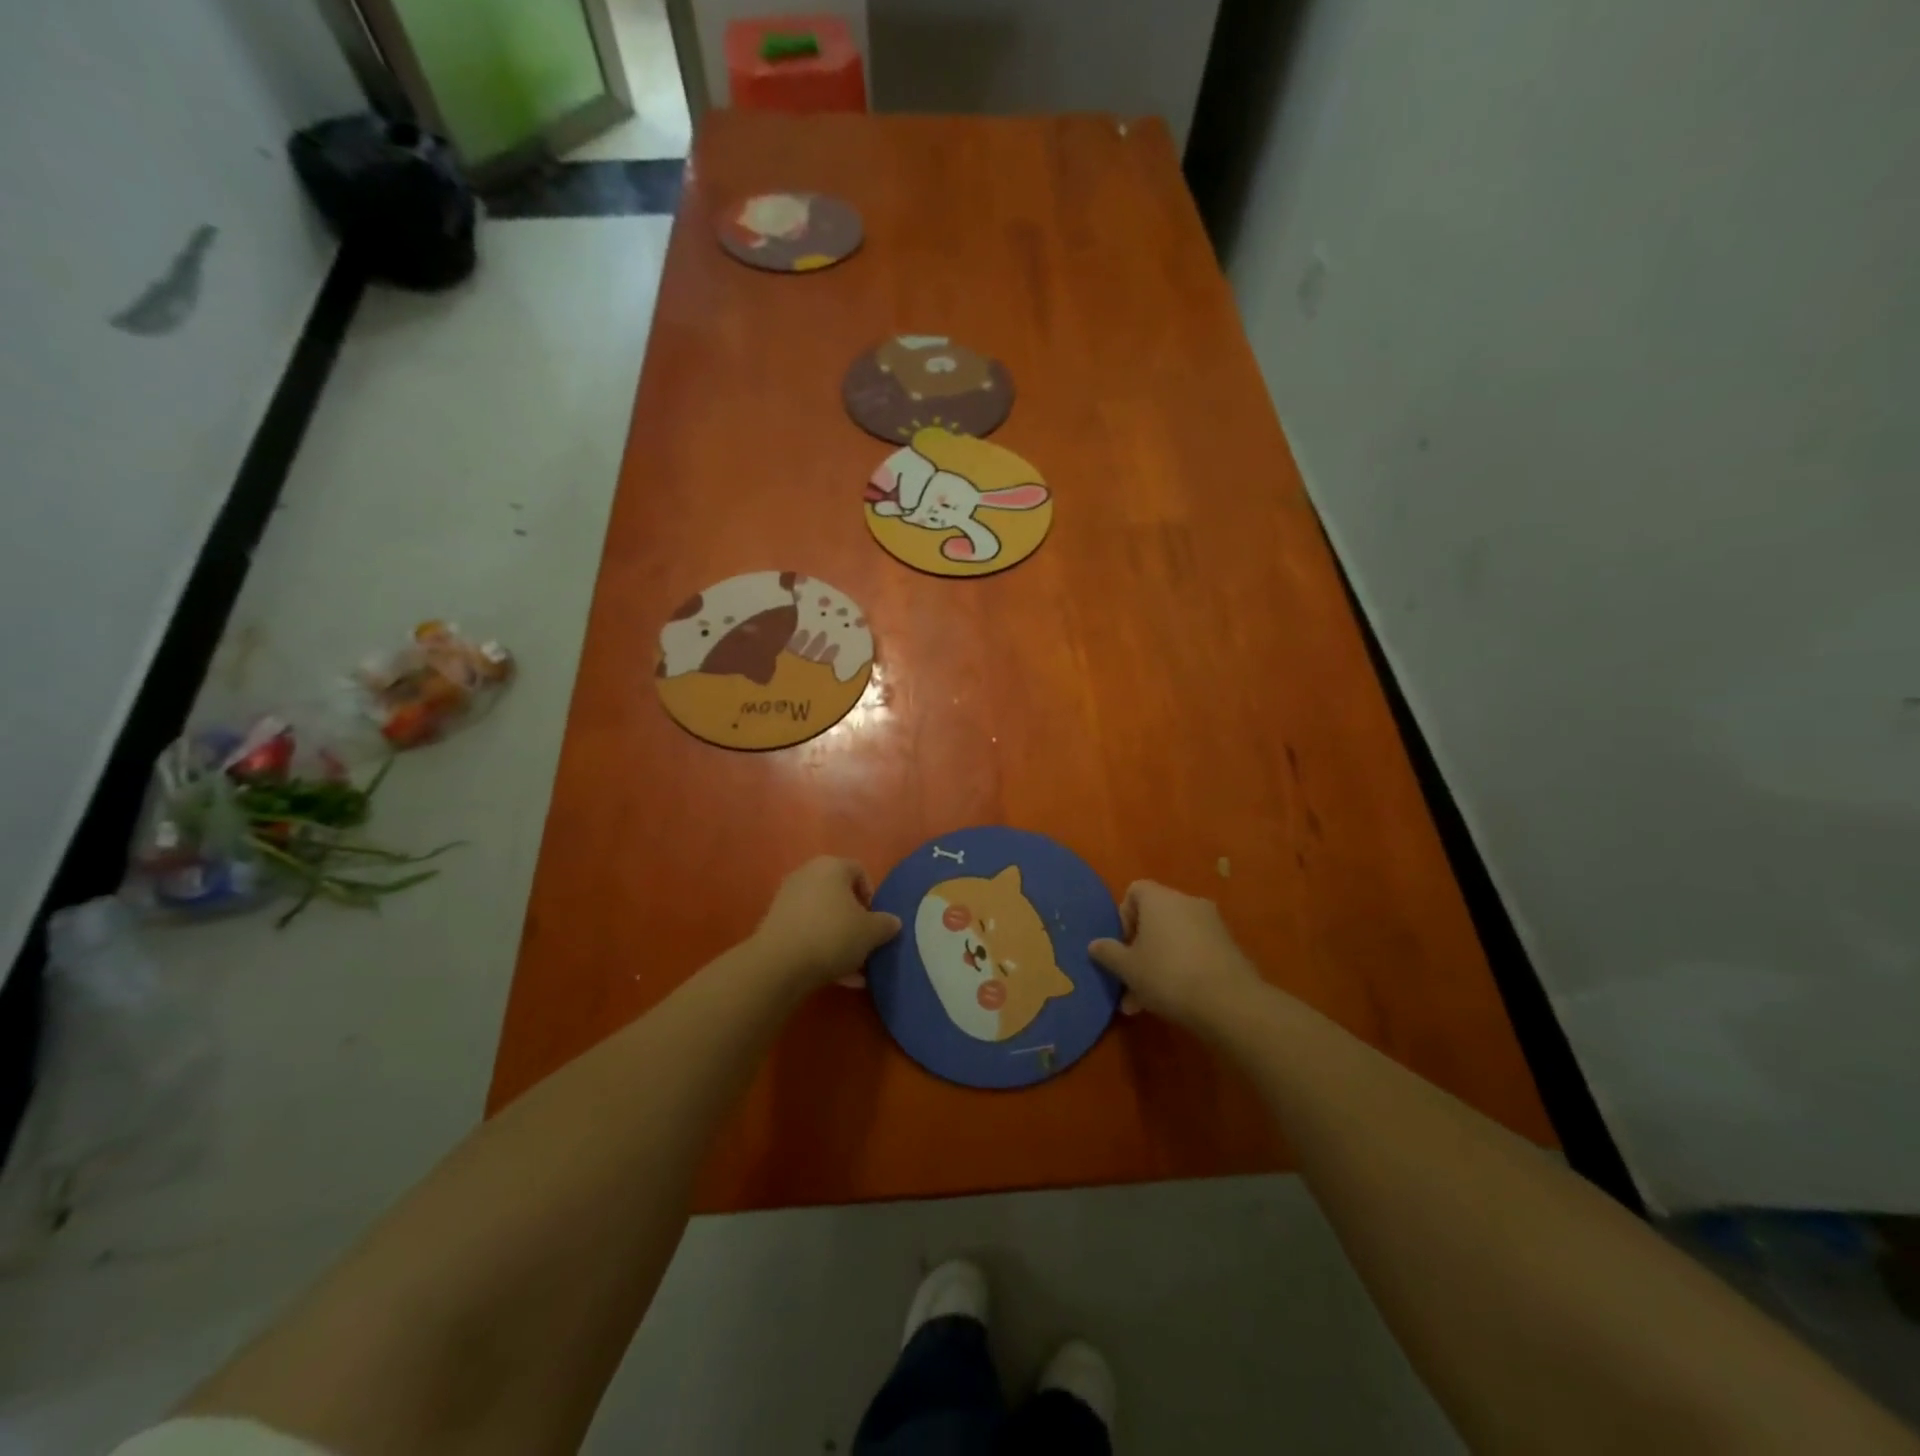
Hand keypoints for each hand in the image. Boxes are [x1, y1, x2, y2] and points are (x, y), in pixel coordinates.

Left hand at [750, 857, 900, 992]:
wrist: (779, 964)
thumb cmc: (832, 935)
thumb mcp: (871, 932)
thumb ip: (886, 924)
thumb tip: (892, 922)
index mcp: (832, 866)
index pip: (859, 871)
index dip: (872, 895)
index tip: (876, 920)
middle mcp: (807, 875)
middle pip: (839, 895)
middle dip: (855, 920)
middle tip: (865, 943)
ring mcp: (787, 899)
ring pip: (823, 917)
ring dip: (840, 939)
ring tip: (854, 969)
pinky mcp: (775, 924)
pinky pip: (807, 932)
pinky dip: (822, 949)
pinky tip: (837, 977)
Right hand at [1090, 881, 1263, 1032]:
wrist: (1230, 1003)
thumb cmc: (1168, 975)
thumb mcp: (1128, 968)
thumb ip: (1108, 953)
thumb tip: (1095, 944)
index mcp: (1159, 898)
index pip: (1134, 891)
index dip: (1123, 916)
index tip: (1123, 945)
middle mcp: (1187, 902)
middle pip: (1155, 918)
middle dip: (1139, 949)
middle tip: (1130, 981)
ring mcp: (1212, 924)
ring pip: (1174, 939)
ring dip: (1158, 964)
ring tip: (1146, 1003)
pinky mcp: (1229, 946)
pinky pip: (1195, 951)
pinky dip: (1182, 968)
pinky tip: (1175, 1001)